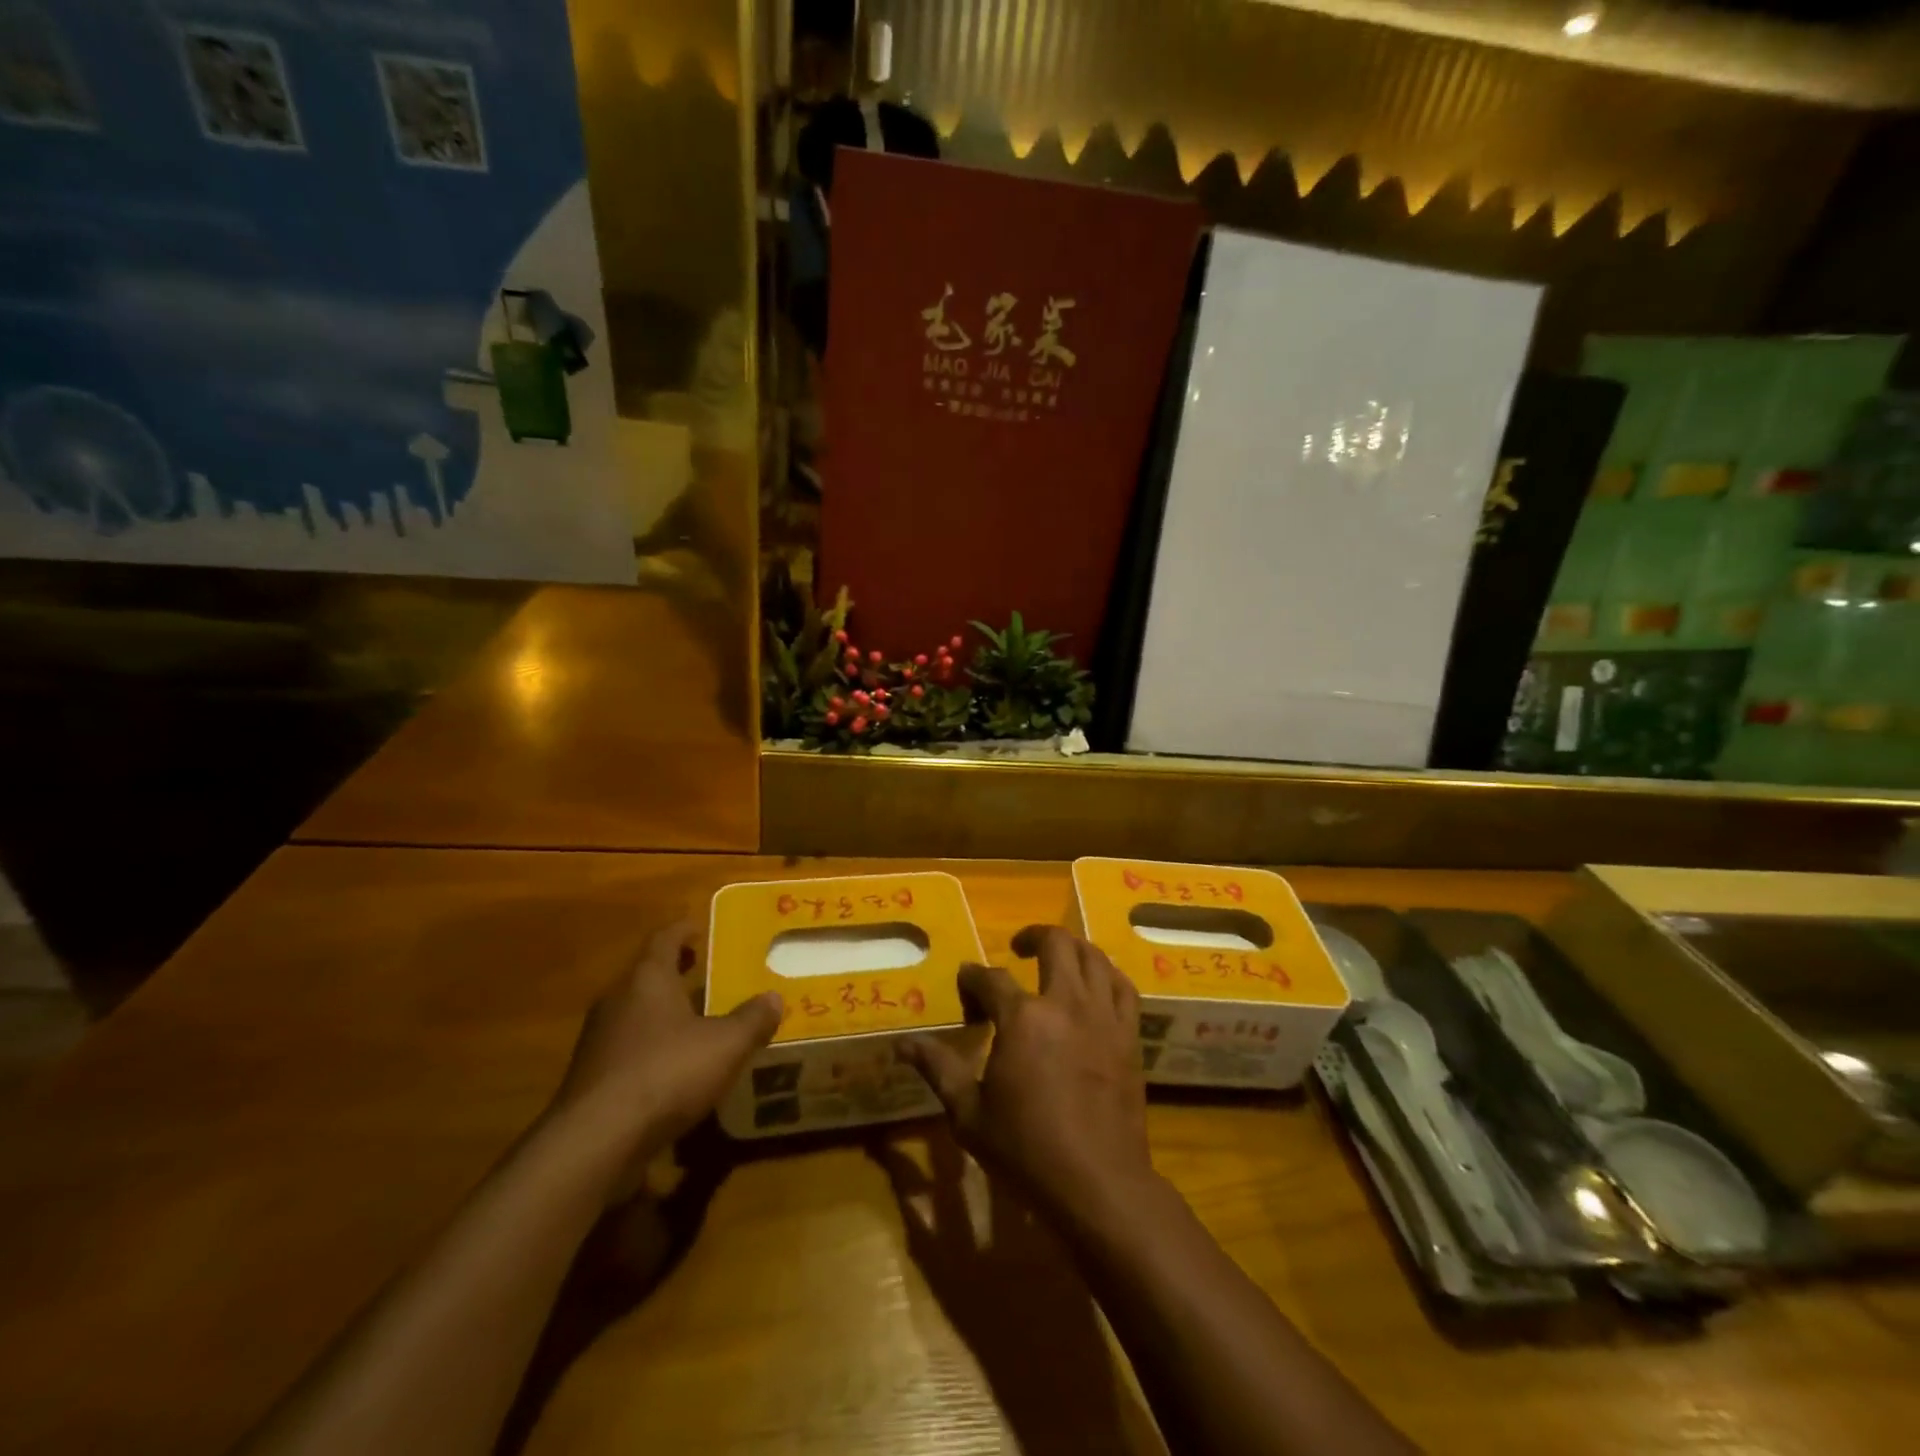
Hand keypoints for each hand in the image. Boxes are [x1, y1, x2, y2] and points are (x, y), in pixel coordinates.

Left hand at [549, 921, 781, 1164]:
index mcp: (647, 979)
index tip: (699, 929)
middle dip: (674, 974)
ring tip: (695, 1022)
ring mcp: (598, 1041)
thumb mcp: (726, 1044)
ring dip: (662, 1013)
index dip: (683, 930)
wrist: (596, 1142)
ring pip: (635, 1014)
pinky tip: (673, 1069)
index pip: (664, 939)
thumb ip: (752, 1019)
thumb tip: (773, 998)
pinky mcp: (591, 1079)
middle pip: (646, 975)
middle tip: (704, 974)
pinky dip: (650, 1049)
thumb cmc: (666, 1072)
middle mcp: (617, 1000)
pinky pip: (627, 1050)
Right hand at [902, 926, 1157, 1224]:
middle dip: (1032, 937)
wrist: (1098, 1183)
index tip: (965, 982)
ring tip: (1057, 959)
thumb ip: (939, 1069)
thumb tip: (902, 1044)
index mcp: (1022, 1018)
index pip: (991, 979)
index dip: (973, 977)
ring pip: (1093, 957)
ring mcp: (1102, 1016)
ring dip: (1072, 948)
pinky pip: (1123, 987)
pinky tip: (1096, 985)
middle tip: (1018, 949)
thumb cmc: (1026, 1151)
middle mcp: (1065, 1003)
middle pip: (1055, 944)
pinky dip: (1107, 975)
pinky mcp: (1128, 1035)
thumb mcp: (969, 1114)